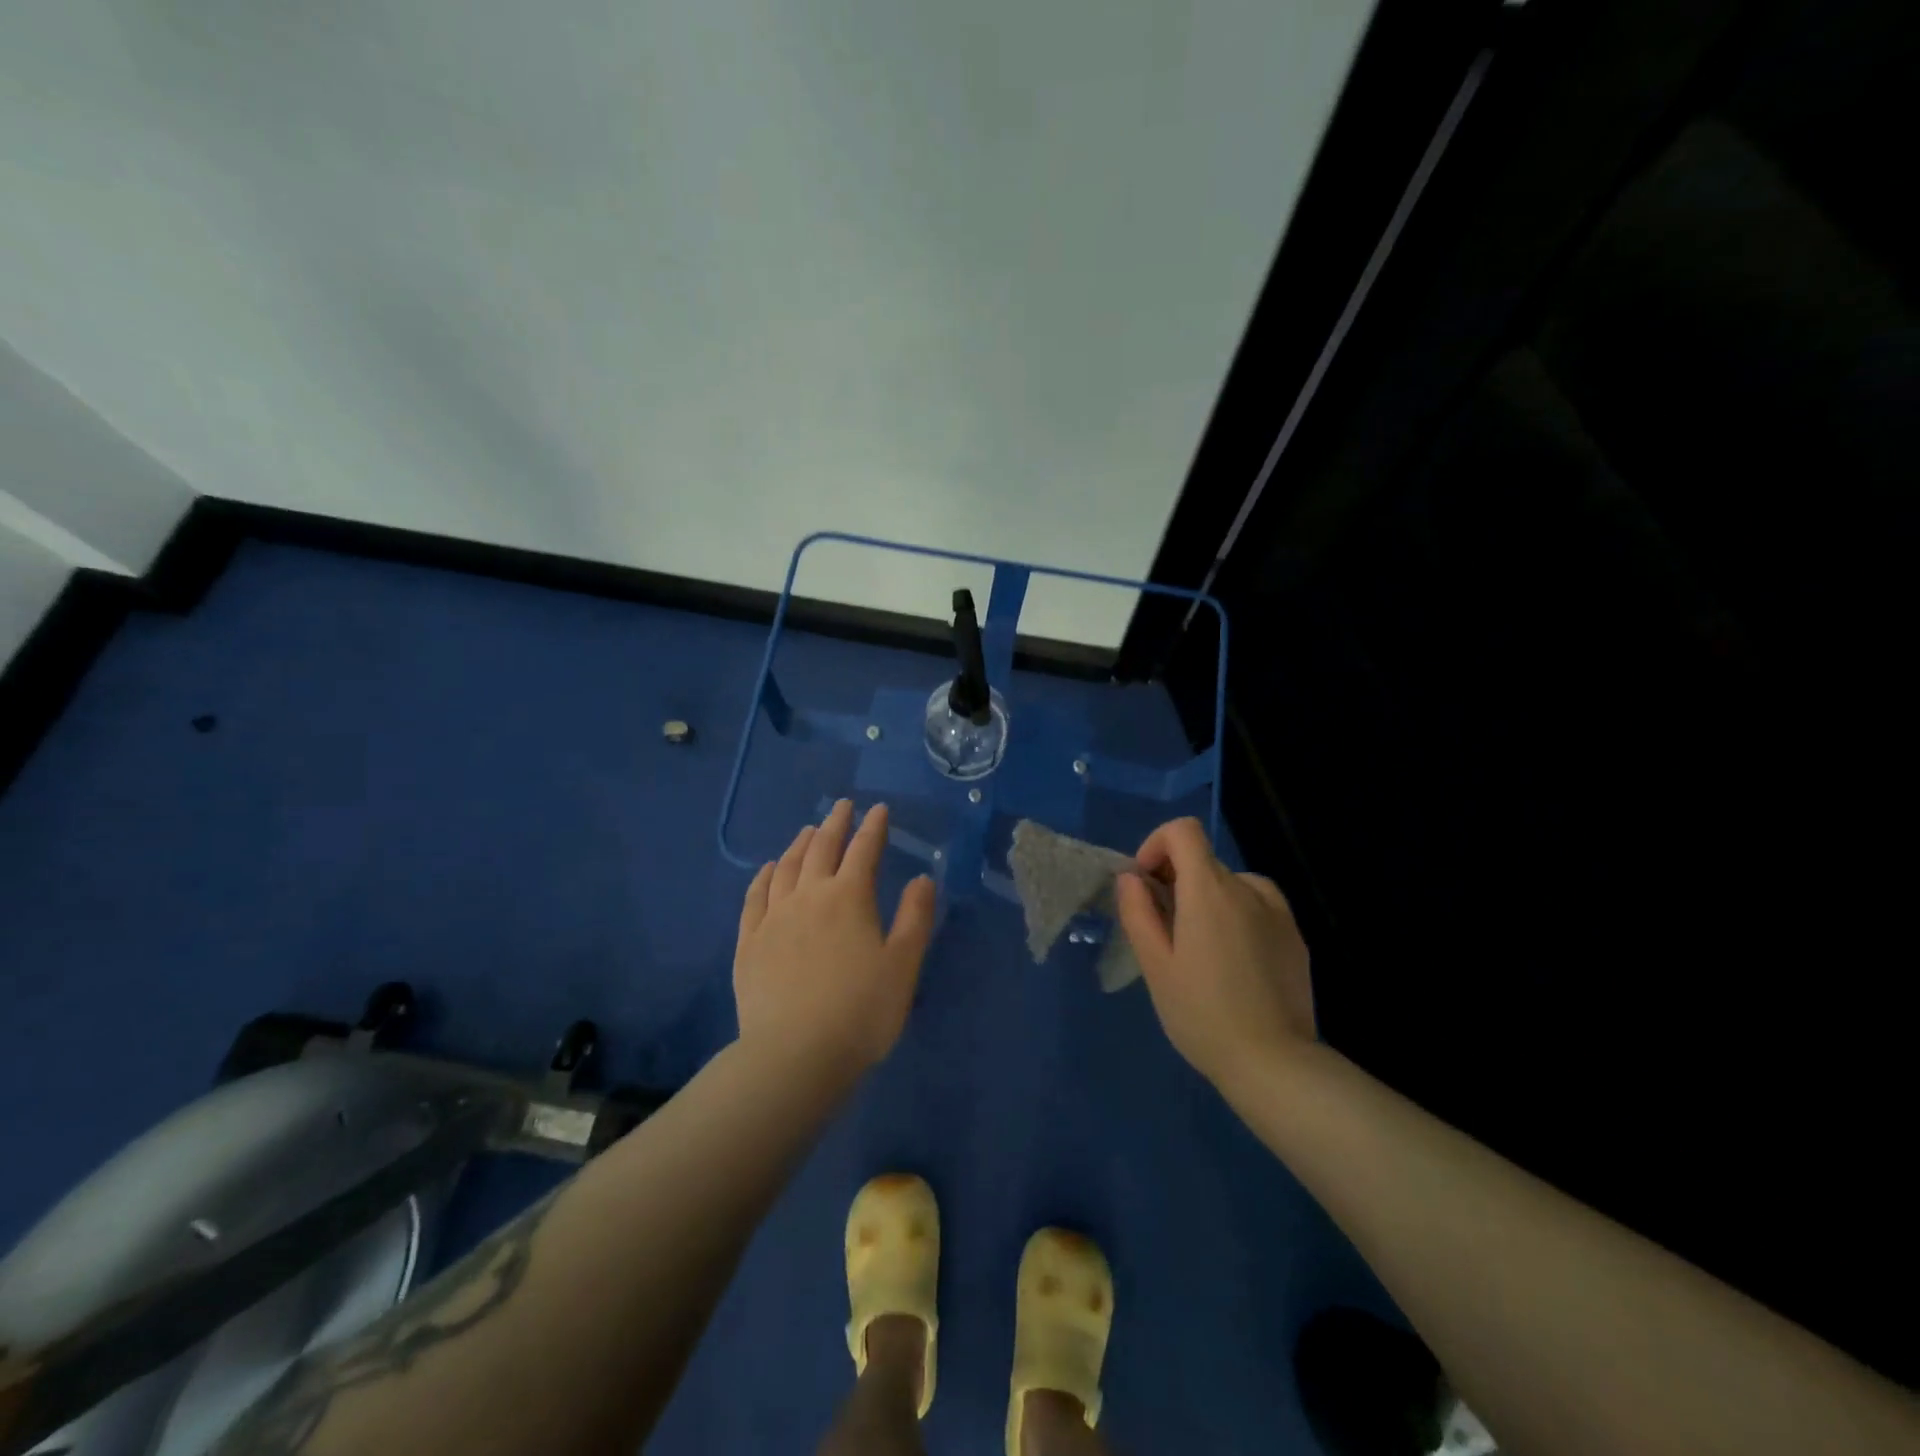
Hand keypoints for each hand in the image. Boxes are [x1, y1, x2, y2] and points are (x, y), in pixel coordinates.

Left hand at [734, 800, 936, 1081]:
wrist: (795, 1054)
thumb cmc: (861, 1011)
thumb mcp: (903, 965)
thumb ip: (914, 917)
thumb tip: (922, 878)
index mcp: (849, 898)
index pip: (864, 850)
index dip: (874, 828)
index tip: (879, 810)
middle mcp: (809, 896)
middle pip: (822, 849)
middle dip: (836, 824)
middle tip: (843, 806)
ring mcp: (774, 917)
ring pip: (787, 867)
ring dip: (800, 844)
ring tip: (809, 831)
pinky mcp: (749, 942)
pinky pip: (755, 897)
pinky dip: (764, 876)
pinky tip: (768, 869)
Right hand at [1114, 817, 1315, 1090]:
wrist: (1274, 1064)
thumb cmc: (1202, 1014)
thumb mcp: (1155, 965)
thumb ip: (1137, 911)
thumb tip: (1130, 876)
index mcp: (1209, 890)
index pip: (1183, 831)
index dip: (1157, 845)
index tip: (1146, 884)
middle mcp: (1247, 888)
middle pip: (1204, 861)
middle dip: (1177, 882)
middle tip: (1166, 932)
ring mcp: (1278, 912)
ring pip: (1231, 884)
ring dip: (1208, 899)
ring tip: (1201, 950)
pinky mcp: (1295, 936)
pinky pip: (1258, 907)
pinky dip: (1238, 916)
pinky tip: (1234, 963)